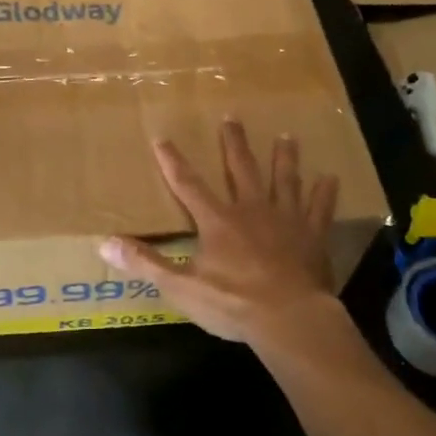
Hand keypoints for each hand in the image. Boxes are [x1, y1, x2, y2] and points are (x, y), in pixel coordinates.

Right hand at [100, 120, 341, 349]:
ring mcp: (286, 219)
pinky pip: (320, 209)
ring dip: (284, 158)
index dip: (172, 161)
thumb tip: (104, 244)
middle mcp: (251, 210)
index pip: (188, 185)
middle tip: (232, 117)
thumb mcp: (181, 287)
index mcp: (217, 221)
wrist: (289, 318)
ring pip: (284, 180)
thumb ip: (145, 263)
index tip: (162, 137)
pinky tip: (331, 178)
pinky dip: (325, 193)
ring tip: (287, 136)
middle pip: (241, 169)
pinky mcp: (312, 236)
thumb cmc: (233, 303)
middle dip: (233, 143)